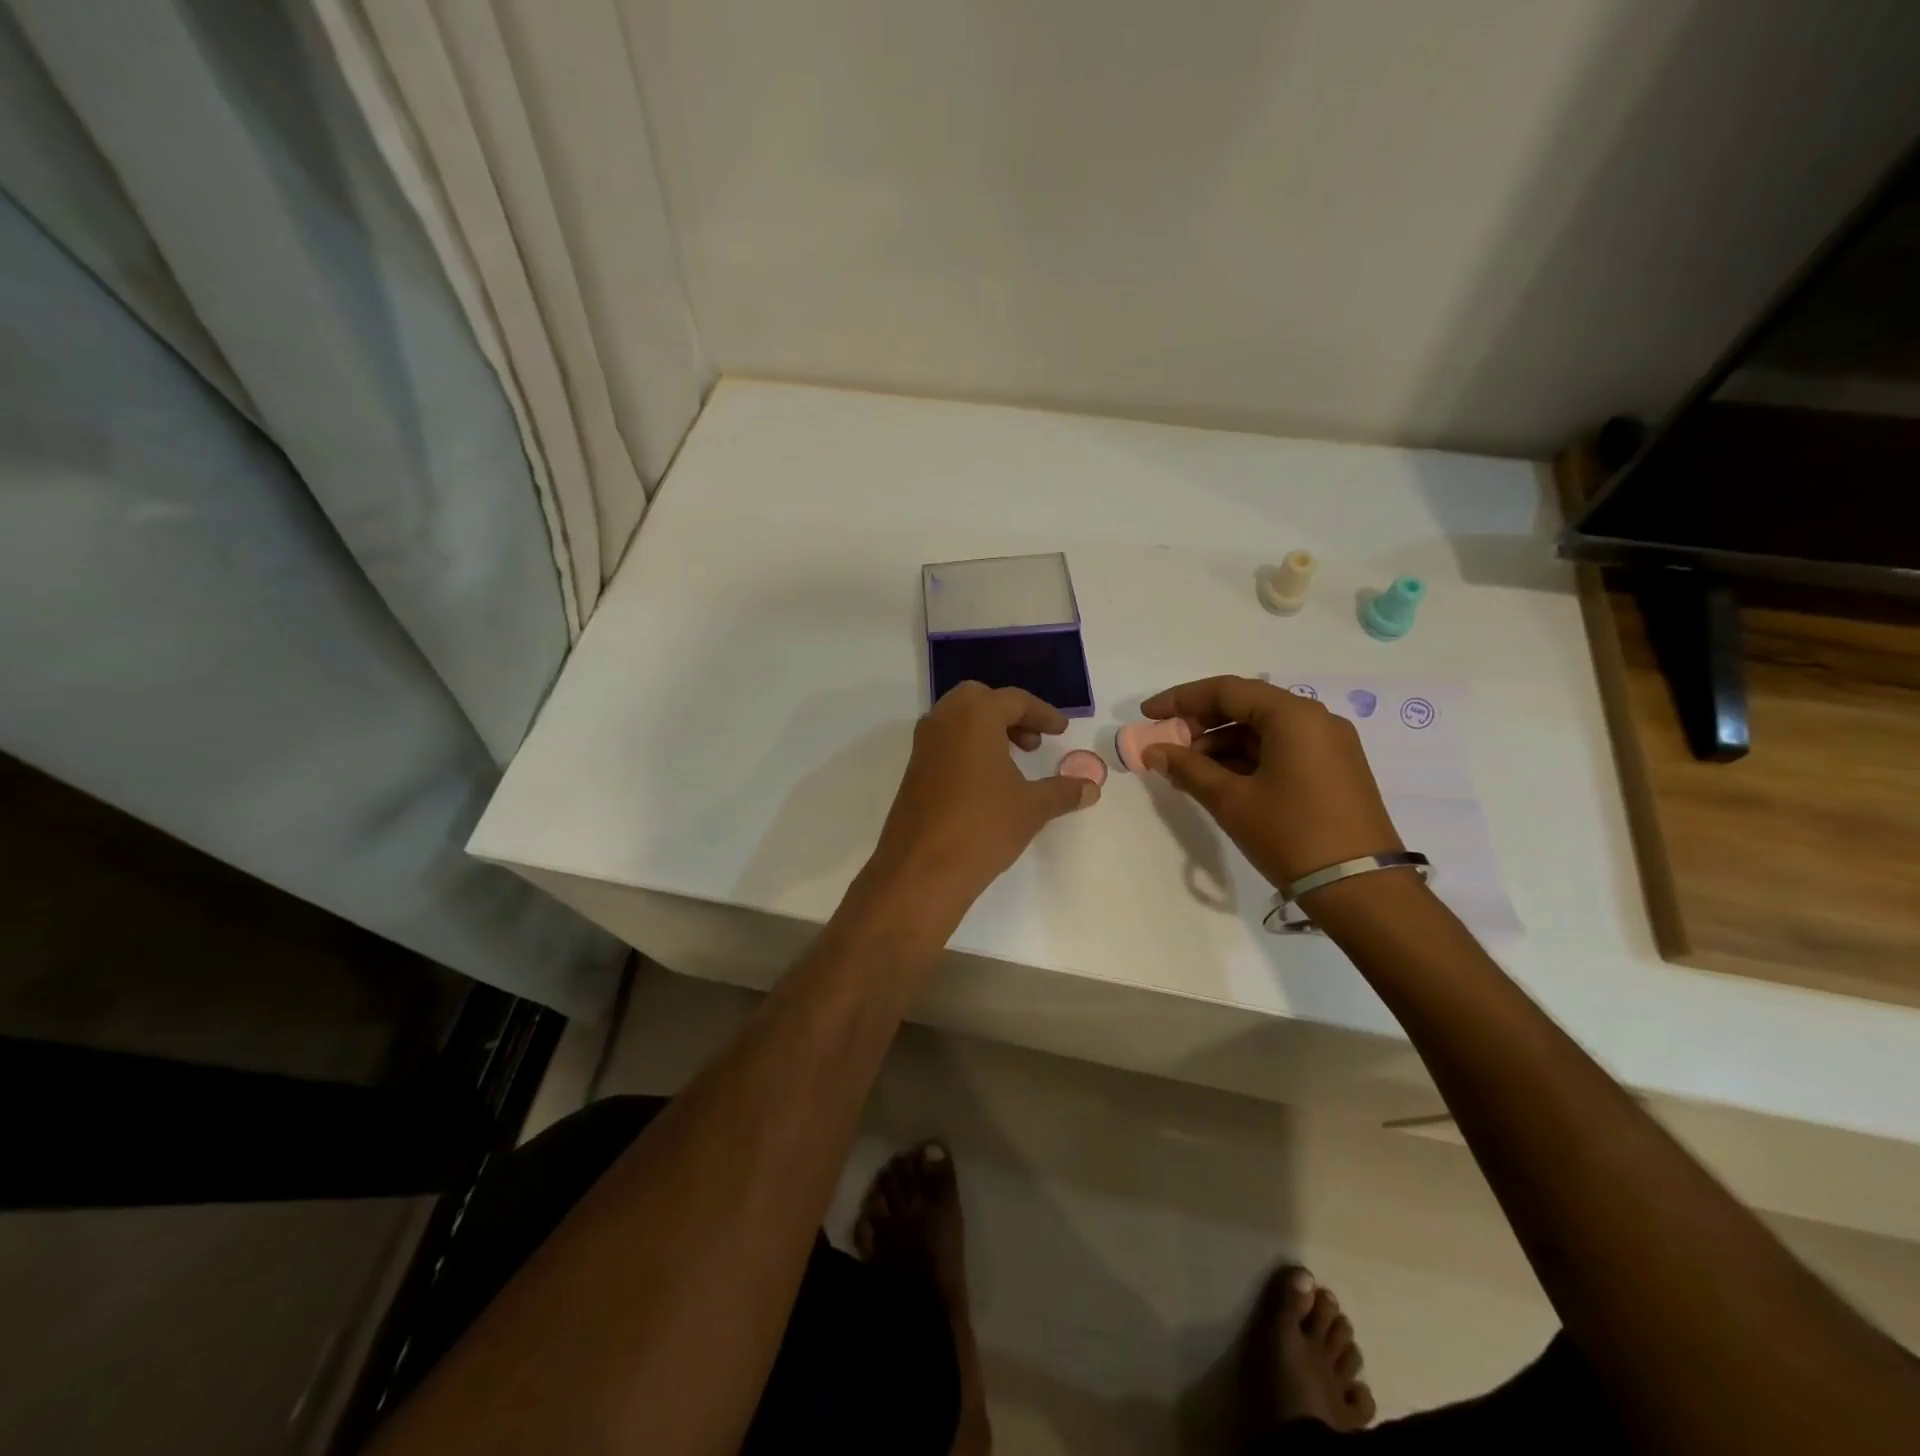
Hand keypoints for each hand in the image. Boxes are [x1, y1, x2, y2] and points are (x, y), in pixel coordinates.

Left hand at [865, 681, 1096, 924]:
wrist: (921, 869)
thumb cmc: (983, 826)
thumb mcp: (1032, 807)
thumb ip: (1063, 791)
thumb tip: (1091, 788)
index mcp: (975, 716)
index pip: (1014, 700)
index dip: (1042, 714)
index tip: (1061, 731)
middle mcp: (944, 720)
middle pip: (979, 699)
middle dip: (1009, 714)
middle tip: (1032, 741)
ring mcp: (923, 745)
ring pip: (957, 720)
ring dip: (986, 730)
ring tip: (1013, 762)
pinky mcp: (913, 770)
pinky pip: (944, 743)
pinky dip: (967, 748)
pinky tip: (986, 782)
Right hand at [1137, 675, 1402, 892]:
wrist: (1362, 890)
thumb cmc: (1291, 835)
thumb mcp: (1231, 800)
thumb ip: (1187, 769)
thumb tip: (1153, 751)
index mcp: (1293, 716)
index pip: (1226, 690)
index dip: (1181, 699)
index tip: (1147, 714)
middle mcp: (1316, 720)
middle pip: (1246, 706)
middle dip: (1201, 723)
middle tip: (1166, 745)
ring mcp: (1329, 746)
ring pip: (1262, 731)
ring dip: (1221, 745)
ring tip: (1186, 771)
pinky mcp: (1333, 770)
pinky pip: (1280, 750)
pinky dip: (1246, 760)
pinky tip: (1219, 781)